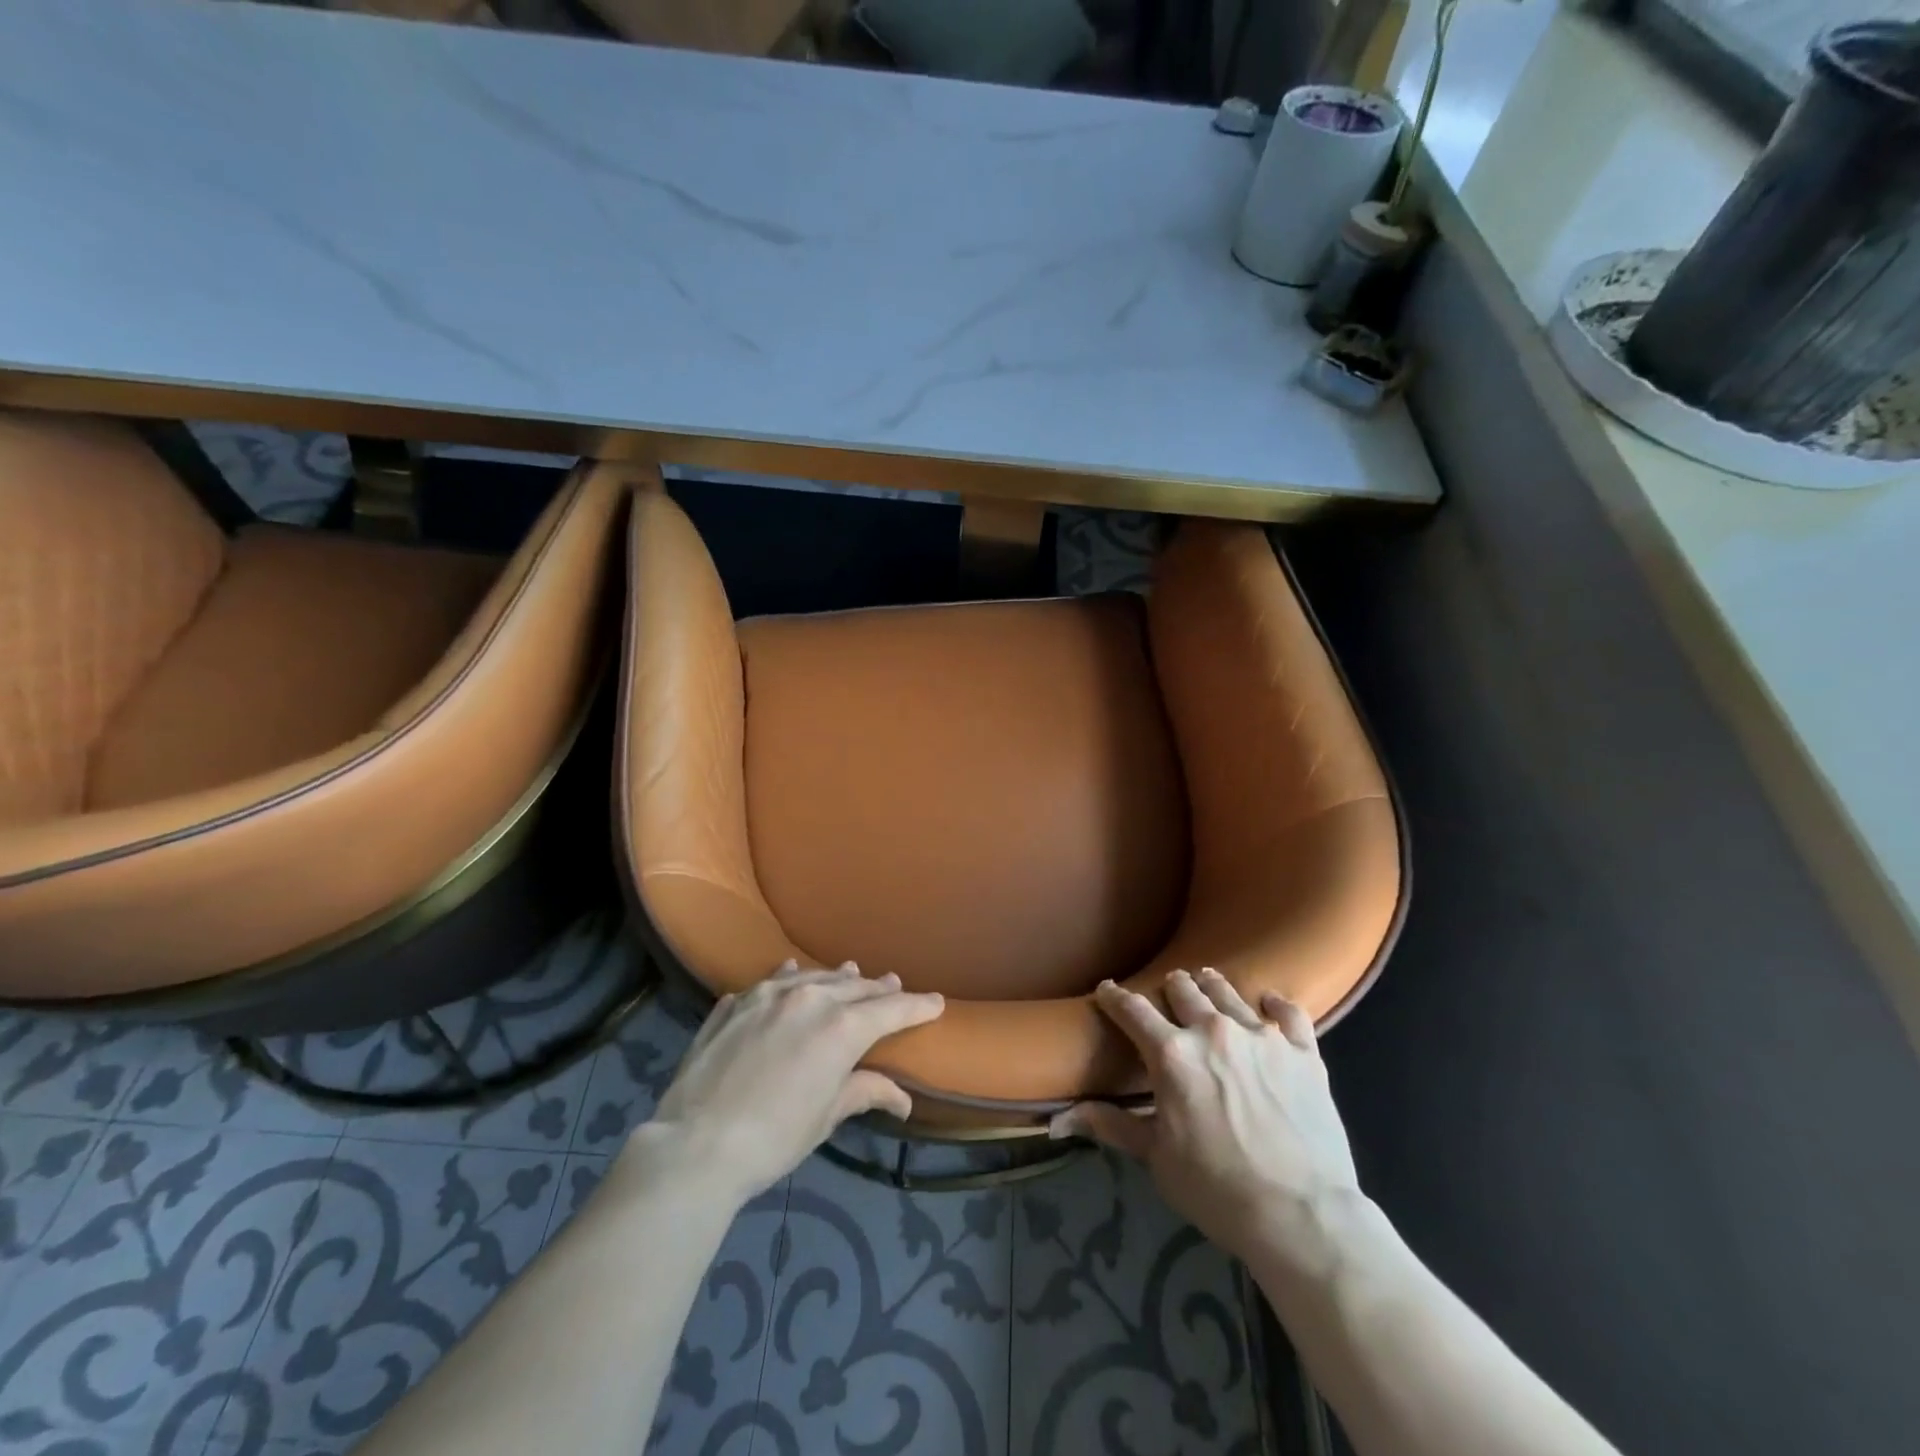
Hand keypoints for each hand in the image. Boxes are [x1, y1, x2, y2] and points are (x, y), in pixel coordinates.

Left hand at [637, 961, 943, 1203]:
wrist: (695, 1145)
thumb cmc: (774, 1138)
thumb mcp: (826, 1116)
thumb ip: (864, 1092)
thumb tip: (902, 1099)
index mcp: (841, 1026)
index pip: (890, 1009)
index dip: (917, 1006)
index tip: (936, 1002)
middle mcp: (809, 997)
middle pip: (854, 987)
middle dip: (878, 989)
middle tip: (893, 985)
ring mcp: (767, 995)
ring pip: (813, 976)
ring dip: (836, 978)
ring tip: (851, 971)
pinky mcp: (735, 1004)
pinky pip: (769, 982)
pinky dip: (788, 978)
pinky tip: (789, 972)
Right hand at [1050, 970, 1359, 1259]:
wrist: (1302, 1216)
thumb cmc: (1217, 1189)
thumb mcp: (1156, 1158)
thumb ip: (1112, 1125)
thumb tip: (1059, 1117)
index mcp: (1172, 1054)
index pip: (1132, 1010)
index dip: (1114, 996)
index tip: (1107, 990)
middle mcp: (1213, 1031)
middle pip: (1183, 988)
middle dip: (1169, 988)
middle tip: (1167, 994)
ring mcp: (1262, 1037)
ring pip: (1228, 992)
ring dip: (1211, 986)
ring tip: (1206, 983)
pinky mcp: (1304, 1052)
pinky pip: (1288, 1012)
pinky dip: (1274, 1005)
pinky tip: (1268, 1005)